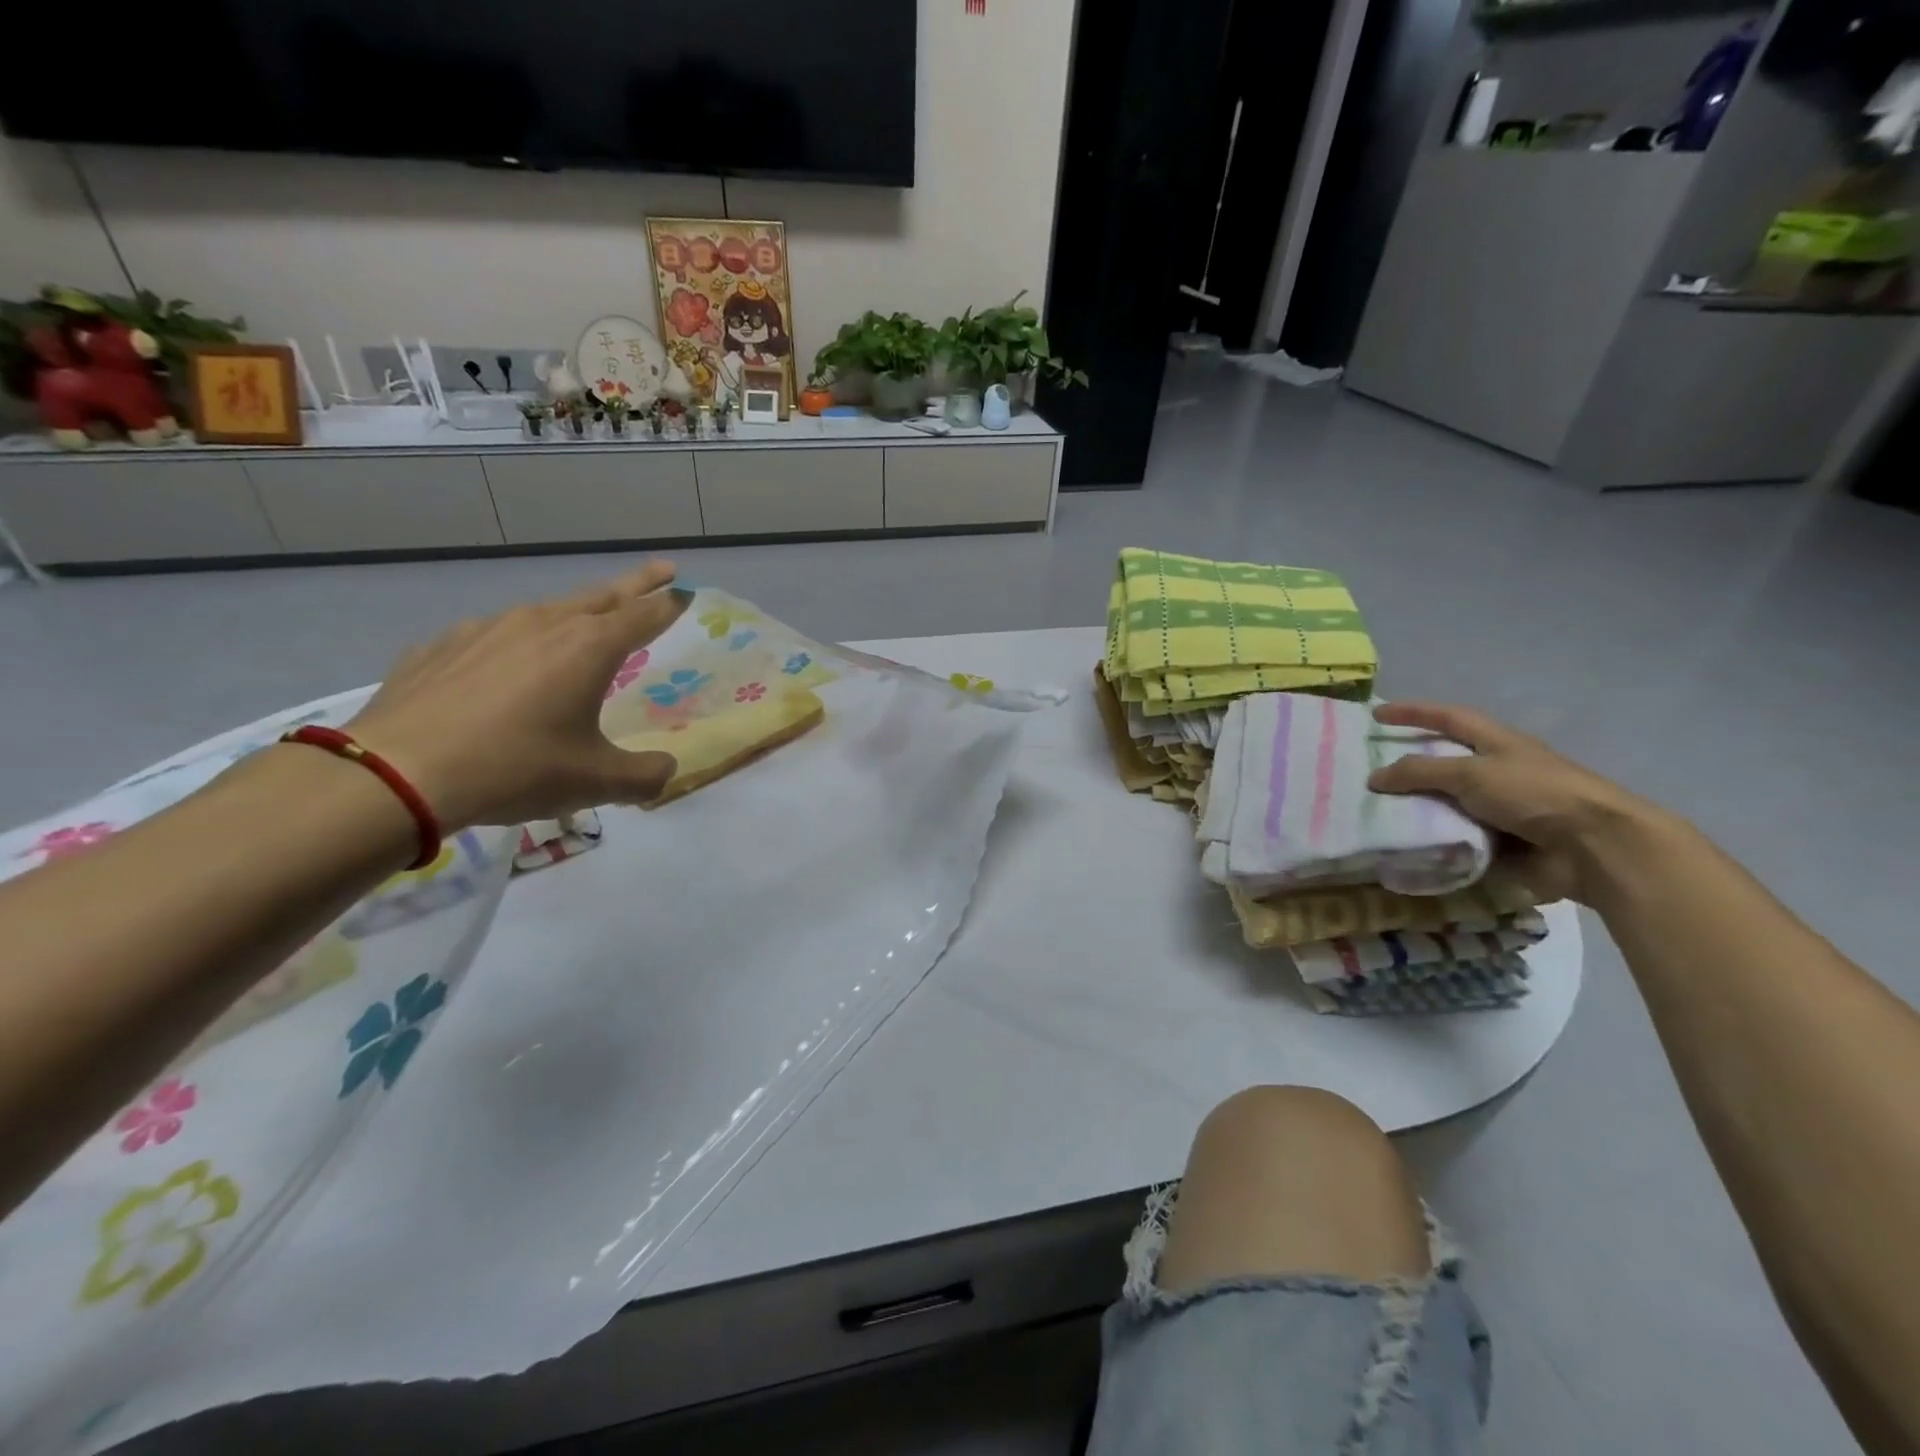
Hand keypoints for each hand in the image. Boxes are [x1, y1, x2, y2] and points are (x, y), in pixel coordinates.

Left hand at [344, 562, 686, 829]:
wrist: (398, 773)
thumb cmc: (517, 768)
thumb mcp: (597, 782)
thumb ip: (645, 775)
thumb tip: (666, 771)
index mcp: (590, 648)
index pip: (644, 615)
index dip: (670, 604)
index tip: (686, 592)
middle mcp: (543, 624)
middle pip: (602, 595)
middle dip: (636, 584)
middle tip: (660, 571)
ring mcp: (486, 629)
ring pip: (545, 611)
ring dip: (574, 612)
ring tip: (581, 625)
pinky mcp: (440, 645)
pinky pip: (492, 636)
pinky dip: (513, 643)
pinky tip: (501, 668)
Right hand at [1366, 702, 1658, 903]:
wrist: (1594, 848)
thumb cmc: (1535, 794)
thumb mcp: (1472, 774)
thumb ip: (1420, 772)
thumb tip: (1374, 778)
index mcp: (1496, 744)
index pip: (1447, 718)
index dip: (1413, 713)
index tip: (1376, 715)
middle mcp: (1496, 772)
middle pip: (1442, 763)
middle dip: (1406, 767)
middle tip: (1365, 773)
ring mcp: (1498, 810)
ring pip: (1444, 804)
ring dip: (1414, 810)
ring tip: (1372, 815)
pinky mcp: (1500, 843)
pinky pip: (1454, 839)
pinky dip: (1431, 843)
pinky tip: (1402, 848)